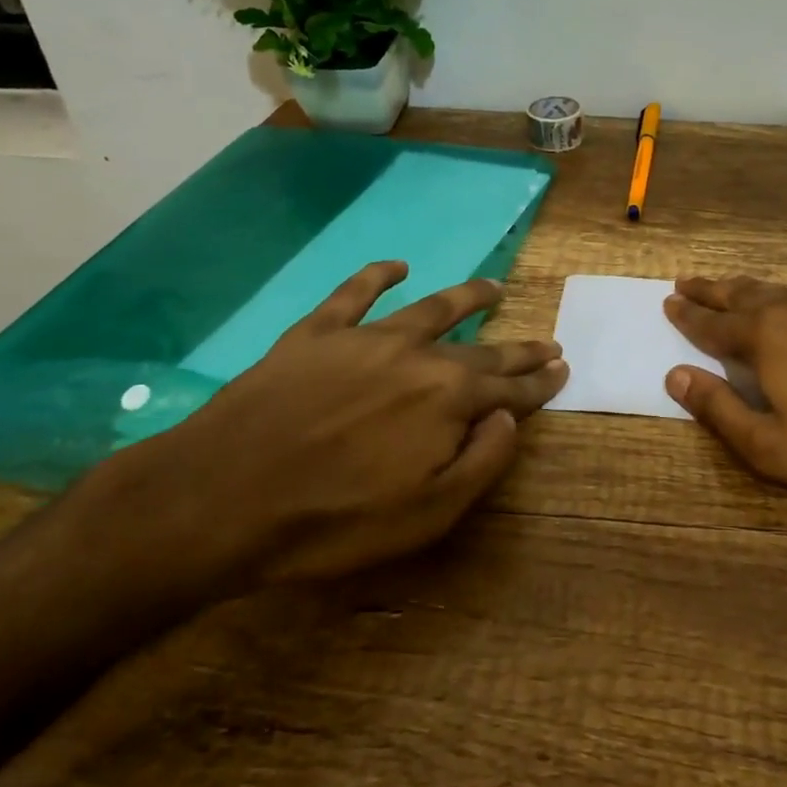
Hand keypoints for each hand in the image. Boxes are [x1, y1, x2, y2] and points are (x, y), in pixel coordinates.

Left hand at [81, 262, 567, 596]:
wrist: (224, 496)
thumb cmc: (334, 520)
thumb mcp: (428, 514)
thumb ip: (482, 461)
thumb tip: (509, 417)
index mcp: (449, 400)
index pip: (510, 389)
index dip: (540, 383)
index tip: (562, 370)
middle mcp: (418, 356)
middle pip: (482, 350)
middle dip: (519, 349)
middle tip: (547, 341)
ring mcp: (366, 337)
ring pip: (431, 307)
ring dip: (467, 297)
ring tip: (493, 288)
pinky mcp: (317, 332)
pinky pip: (355, 293)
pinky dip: (377, 276)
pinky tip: (396, 266)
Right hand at [663, 277, 786, 534]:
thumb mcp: (769, 447)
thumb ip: (717, 407)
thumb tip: (675, 375)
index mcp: (768, 334)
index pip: (712, 320)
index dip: (687, 313)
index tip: (669, 301)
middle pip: (746, 292)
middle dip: (714, 289)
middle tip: (689, 282)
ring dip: (763, 296)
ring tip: (748, 298)